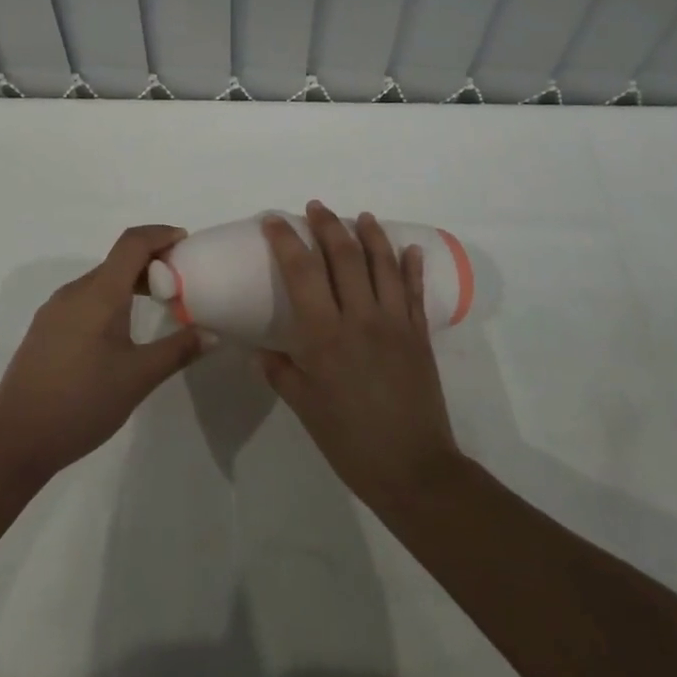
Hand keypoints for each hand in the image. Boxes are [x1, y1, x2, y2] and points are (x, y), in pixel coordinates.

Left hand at [0, 225, 205, 481]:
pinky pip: (84, 299)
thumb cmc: (82, 403)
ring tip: (157, 305)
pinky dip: (110, 299)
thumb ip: (177, 351)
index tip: (186, 243)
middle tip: (181, 282)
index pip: (132, 243)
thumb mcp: (138, 378)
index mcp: (98, 293)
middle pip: (117, 260)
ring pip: (100, 281)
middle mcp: (74, 292)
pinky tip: (121, 331)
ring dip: (130, 282)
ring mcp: (54, 310)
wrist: (15, 440)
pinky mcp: (45, 330)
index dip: (160, 235)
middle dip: (151, 262)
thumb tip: (211, 335)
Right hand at [257, 202, 462, 512]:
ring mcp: (395, 323)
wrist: (414, 469)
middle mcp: (360, 318)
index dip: (287, 241)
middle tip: (316, 207)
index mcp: (325, 336)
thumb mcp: (306, 409)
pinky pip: (415, 291)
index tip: (275, 221)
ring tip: (361, 215)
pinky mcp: (419, 335)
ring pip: (383, 264)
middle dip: (328, 225)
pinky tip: (409, 248)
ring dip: (371, 234)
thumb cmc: (350, 441)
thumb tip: (257, 351)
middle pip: (344, 256)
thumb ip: (281, 373)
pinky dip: (411, 266)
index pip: (302, 272)